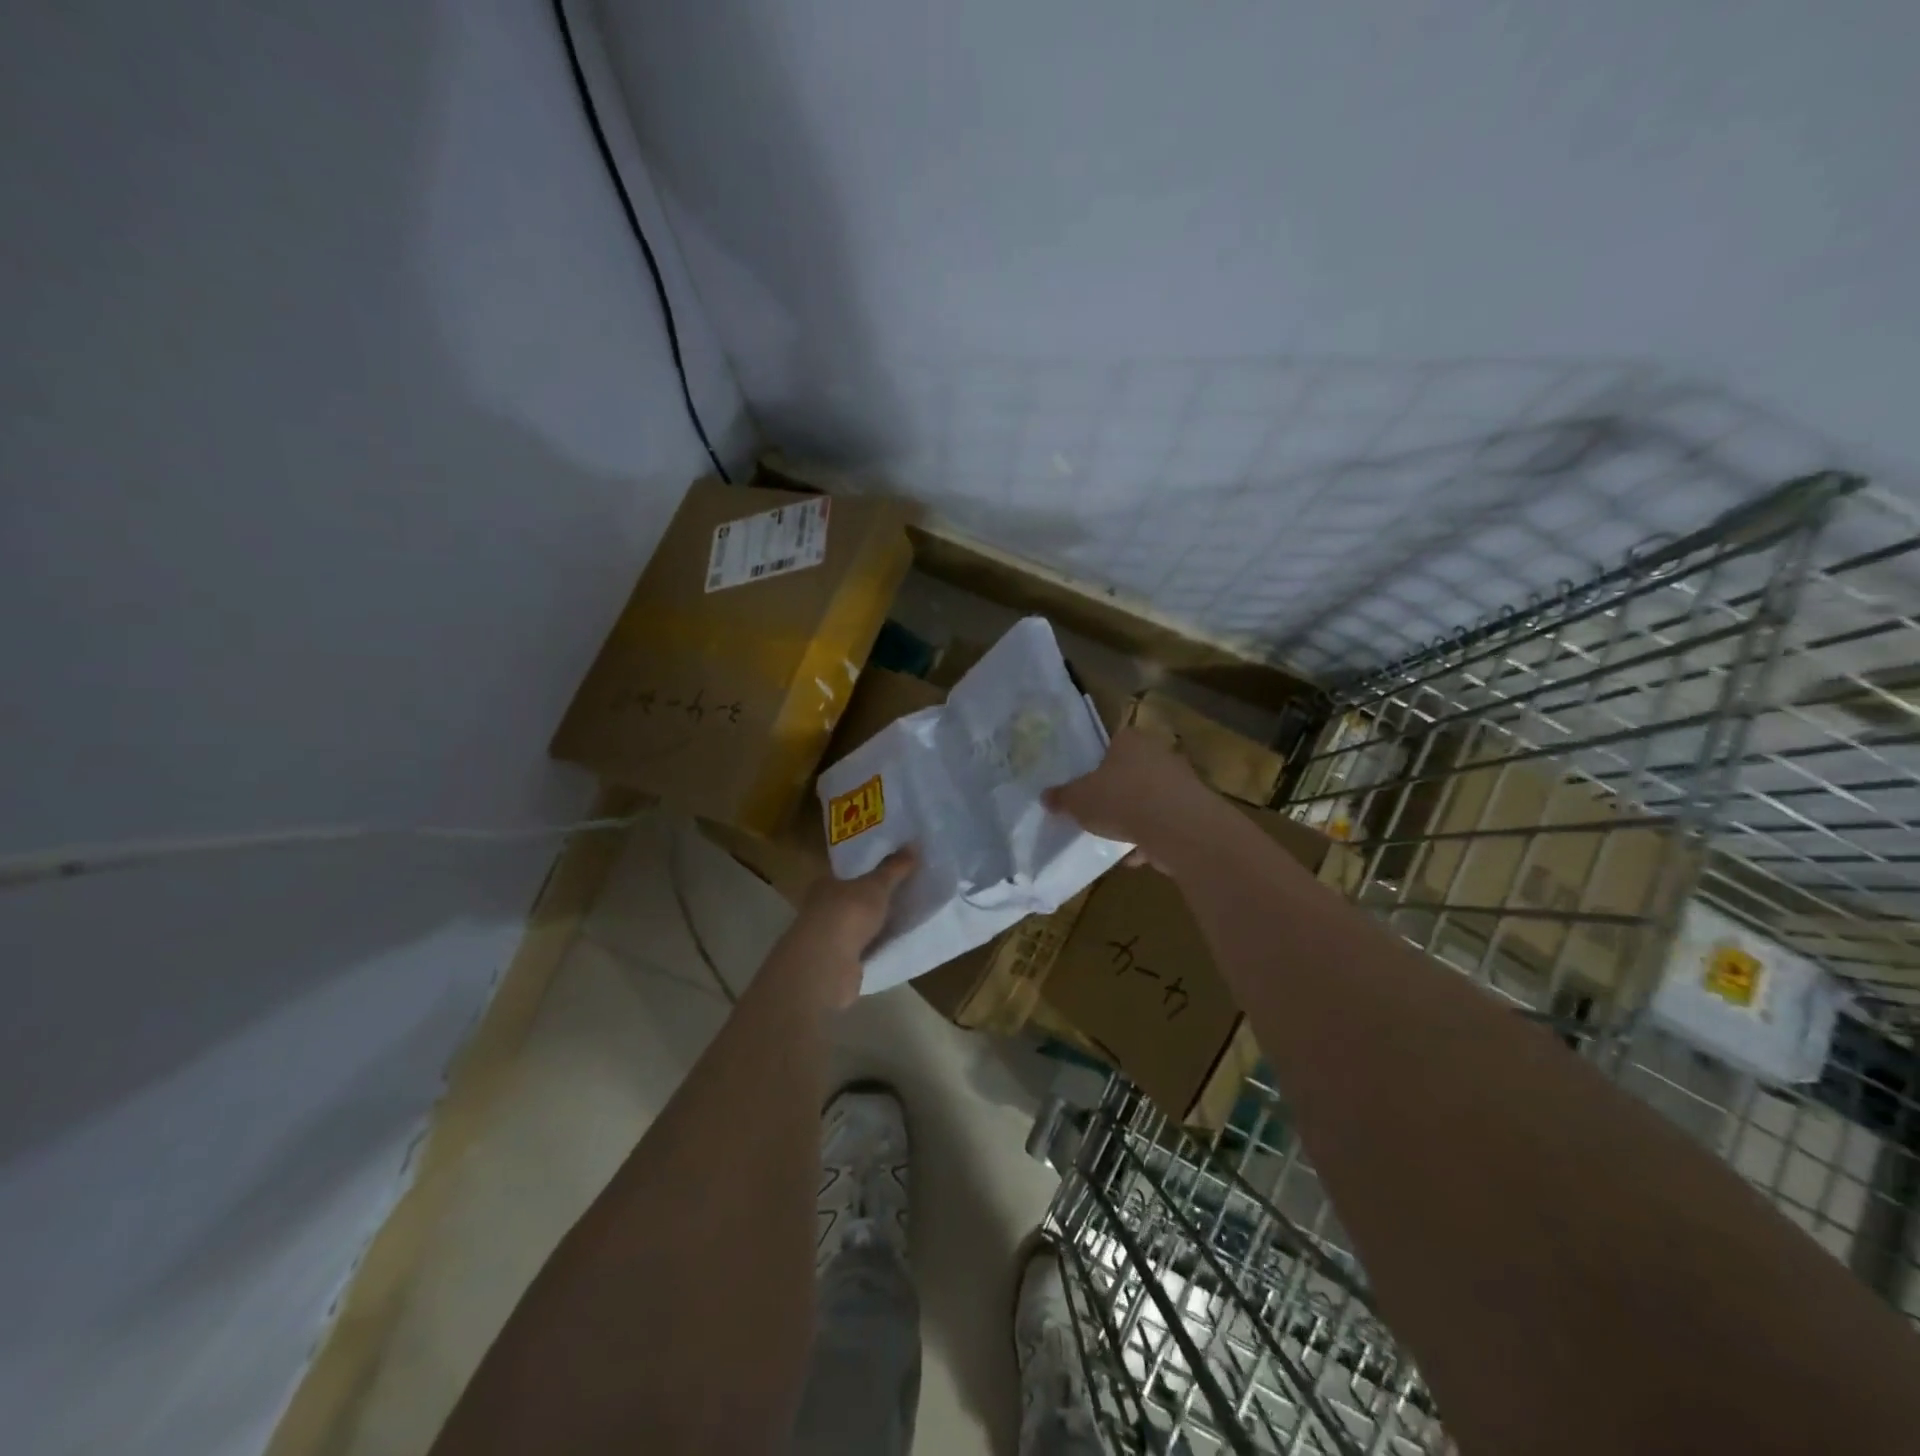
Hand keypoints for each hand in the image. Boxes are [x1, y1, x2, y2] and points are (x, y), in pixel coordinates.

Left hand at [778, 848, 915, 1007]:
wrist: (827, 964)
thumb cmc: (848, 913)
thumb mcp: (877, 885)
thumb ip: (894, 868)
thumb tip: (913, 845)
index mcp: (825, 884)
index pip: (846, 874)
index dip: (867, 871)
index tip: (890, 871)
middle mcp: (821, 908)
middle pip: (851, 900)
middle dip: (873, 900)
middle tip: (903, 894)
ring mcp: (826, 938)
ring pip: (855, 927)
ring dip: (874, 926)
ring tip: (903, 920)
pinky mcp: (836, 964)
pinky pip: (861, 950)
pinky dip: (874, 948)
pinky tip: (892, 946)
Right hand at [1044, 728, 1212, 861]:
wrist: (1177, 827)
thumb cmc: (1121, 800)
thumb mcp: (1078, 800)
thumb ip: (1062, 797)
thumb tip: (1046, 797)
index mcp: (1130, 741)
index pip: (1113, 744)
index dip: (1098, 764)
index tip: (1088, 785)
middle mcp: (1159, 754)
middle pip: (1133, 771)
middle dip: (1118, 792)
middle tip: (1100, 812)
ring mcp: (1180, 782)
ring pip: (1151, 799)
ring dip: (1136, 818)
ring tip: (1116, 839)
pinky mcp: (1194, 811)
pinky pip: (1165, 824)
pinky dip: (1152, 839)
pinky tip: (1135, 858)